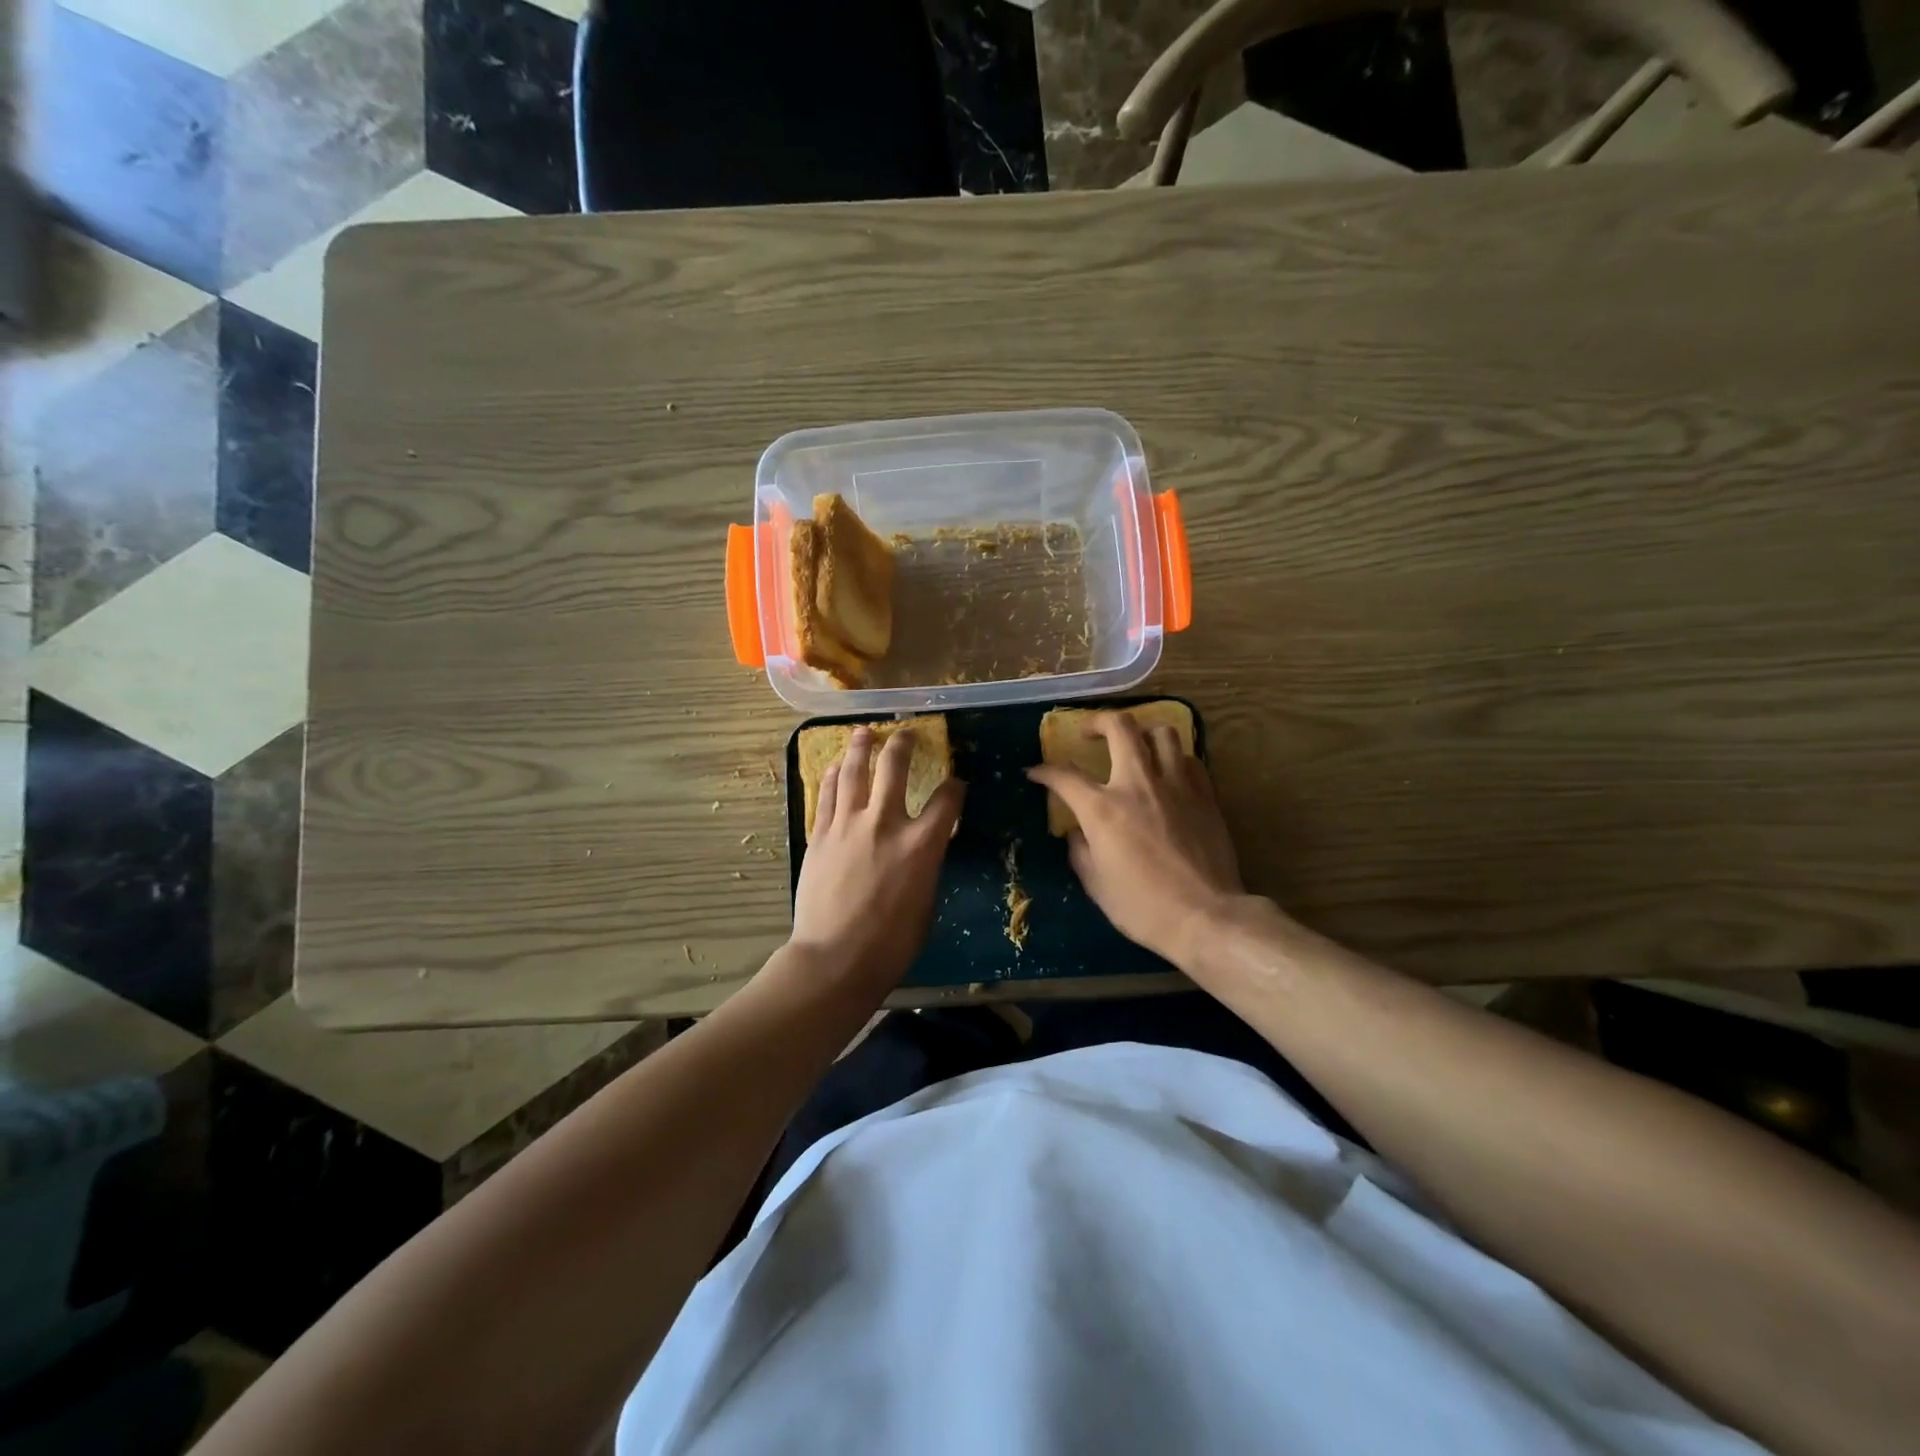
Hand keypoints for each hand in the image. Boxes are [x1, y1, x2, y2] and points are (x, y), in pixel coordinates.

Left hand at [789, 727, 965, 991]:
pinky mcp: (820, 834)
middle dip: (903, 745)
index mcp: (921, 844)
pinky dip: (835, 776)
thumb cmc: (890, 943)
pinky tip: (838, 766)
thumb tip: (923, 849)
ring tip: (864, 732)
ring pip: (855, 772)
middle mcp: (885, 823)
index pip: (948, 800)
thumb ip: (926, 865)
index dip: (955, 787)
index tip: (956, 783)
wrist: (834, 958)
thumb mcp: (926, 902)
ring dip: (861, 747)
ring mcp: (848, 825)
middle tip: (905, 733)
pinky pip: (828, 795)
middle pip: (895, 768)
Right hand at [1026, 712, 1242, 965]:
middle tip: (1089, 733)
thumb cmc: (1143, 907)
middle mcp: (1138, 784)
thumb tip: (1077, 833)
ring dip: (1142, 733)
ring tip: (1134, 746)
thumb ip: (1080, 851)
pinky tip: (1168, 773)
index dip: (1045, 770)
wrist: (1205, 917)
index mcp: (1103, 809)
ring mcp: (1176, 785)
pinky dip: (1173, 758)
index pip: (1065, 776)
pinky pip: (1188, 758)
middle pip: (1120, 727)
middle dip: (1098, 721)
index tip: (1036, 772)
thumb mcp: (1096, 885)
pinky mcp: (1205, 794)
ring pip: (1161, 732)